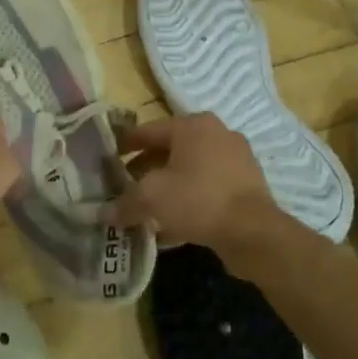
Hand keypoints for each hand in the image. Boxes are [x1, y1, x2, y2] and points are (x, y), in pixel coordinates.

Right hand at [109, 113, 300, 278]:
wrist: (253, 232)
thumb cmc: (197, 199)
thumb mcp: (151, 198)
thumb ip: (125, 203)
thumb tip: (104, 214)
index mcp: (192, 125)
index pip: (149, 130)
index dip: (126, 144)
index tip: (109, 158)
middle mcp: (216, 134)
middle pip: (170, 149)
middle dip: (146, 169)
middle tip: (126, 186)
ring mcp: (236, 158)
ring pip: (190, 170)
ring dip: (168, 186)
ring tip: (148, 208)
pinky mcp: (247, 184)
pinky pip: (208, 187)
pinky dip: (189, 199)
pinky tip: (174, 224)